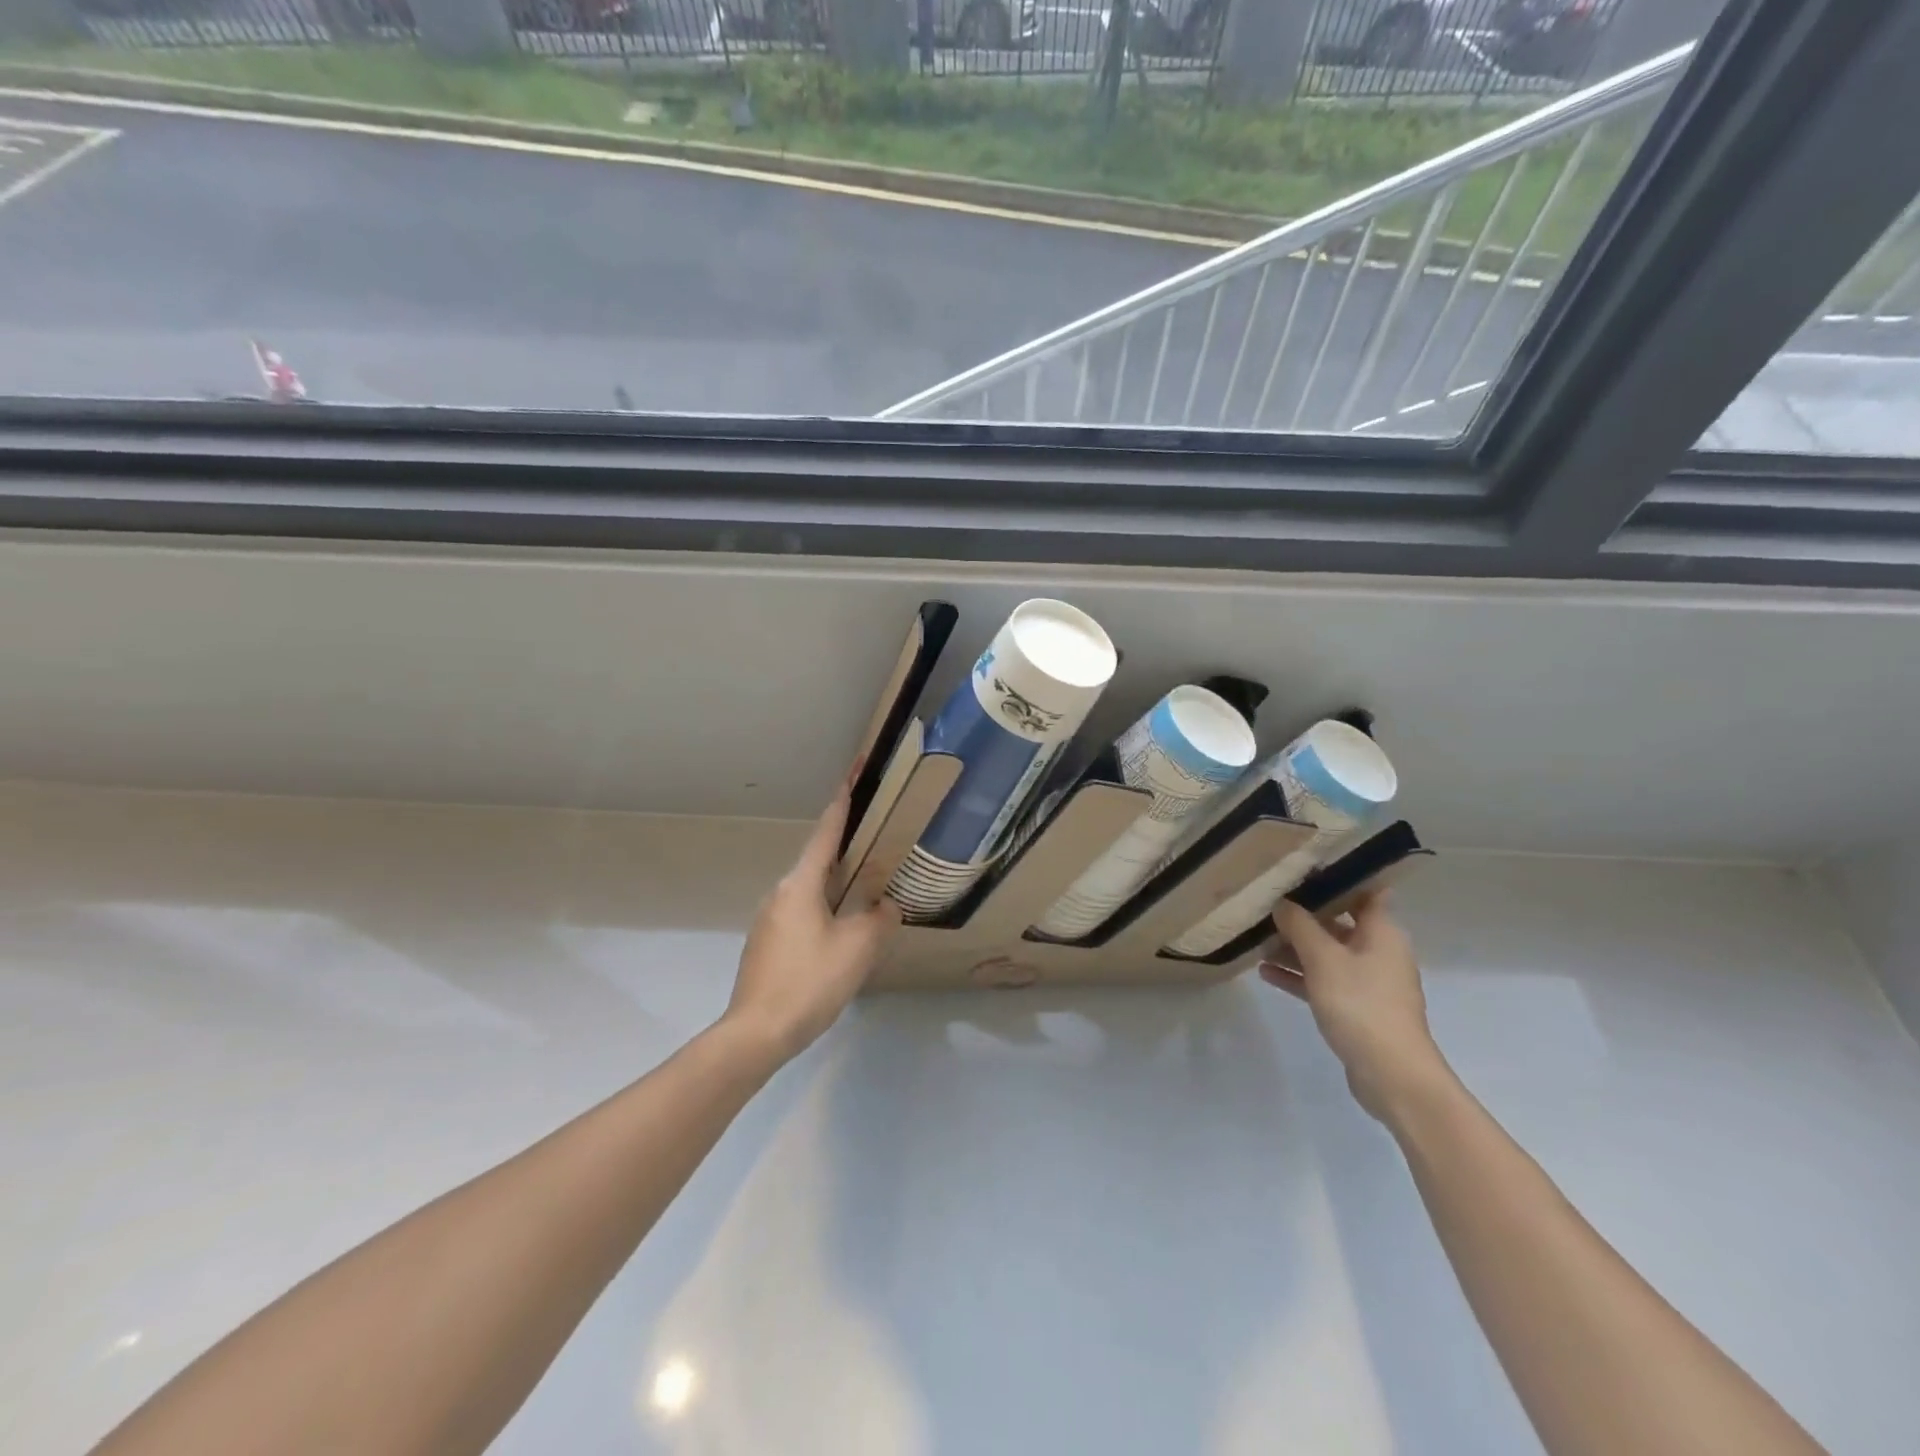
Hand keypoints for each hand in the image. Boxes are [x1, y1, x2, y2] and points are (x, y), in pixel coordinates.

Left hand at [721, 779, 900, 1063]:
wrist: (757, 1032)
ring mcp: (769, 920)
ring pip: (810, 890)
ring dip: (836, 885)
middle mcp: (780, 893)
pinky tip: (841, 932)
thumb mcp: (858, 948)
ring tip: (865, 889)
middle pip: (817, 861)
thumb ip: (880, 919)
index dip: (842, 804)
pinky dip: (824, 910)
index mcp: (801, 884)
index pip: (826, 833)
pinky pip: (802, 914)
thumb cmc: (810, 981)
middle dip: (844, 848)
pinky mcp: (766, 945)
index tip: (851, 776)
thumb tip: (886, 906)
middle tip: (873, 839)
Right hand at [1262, 894, 1453, 1123]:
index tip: (1303, 868)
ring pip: (1327, 954)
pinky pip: (1323, 981)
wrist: (1391, 1073)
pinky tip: (1265, 972)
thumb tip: (1283, 903)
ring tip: (1257, 937)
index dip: (1337, 878)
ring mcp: (1368, 982)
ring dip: (1296, 947)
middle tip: (1267, 902)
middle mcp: (1378, 952)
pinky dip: (1299, 976)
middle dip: (1304, 914)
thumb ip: (1300, 925)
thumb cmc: (1360, 1004)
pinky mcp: (1356, 1008)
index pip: (1364, 891)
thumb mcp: (1323, 957)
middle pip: (1339, 922)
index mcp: (1382, 932)